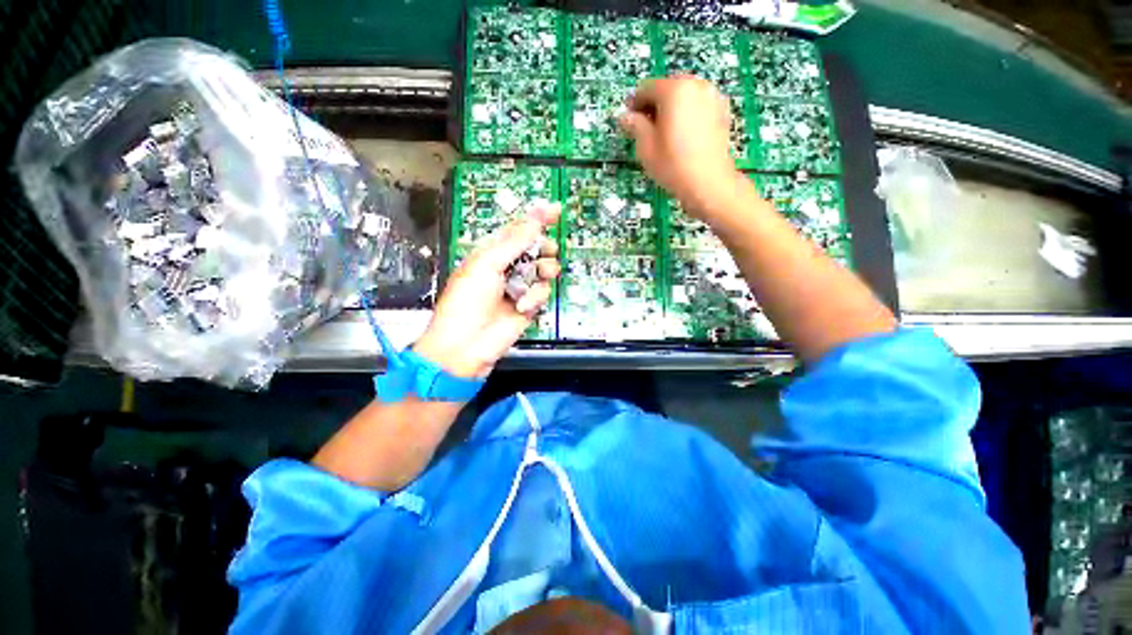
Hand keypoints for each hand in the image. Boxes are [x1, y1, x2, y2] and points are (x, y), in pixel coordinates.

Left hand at [414, 202, 561, 378]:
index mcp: (491, 253)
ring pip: (543, 269)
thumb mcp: (487, 264)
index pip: (517, 230)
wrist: (465, 345)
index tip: (555, 210)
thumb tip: (536, 219)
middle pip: (535, 248)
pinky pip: (542, 292)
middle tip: (546, 249)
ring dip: (543, 271)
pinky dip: (535, 297)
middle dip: (543, 247)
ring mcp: (519, 287)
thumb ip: (514, 242)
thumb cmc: (466, 302)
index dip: (536, 219)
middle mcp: (507, 267)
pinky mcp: (528, 306)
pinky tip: (522, 305)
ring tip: (538, 276)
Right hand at [619, 77, 746, 216]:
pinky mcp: (722, 110)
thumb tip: (625, 116)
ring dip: (671, 108)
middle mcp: (696, 85)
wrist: (708, 183)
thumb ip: (634, 126)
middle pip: (667, 88)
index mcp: (674, 90)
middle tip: (645, 128)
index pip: (647, 88)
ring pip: (684, 95)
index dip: (634, 104)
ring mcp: (712, 96)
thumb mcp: (646, 147)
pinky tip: (683, 135)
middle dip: (654, 105)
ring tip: (664, 133)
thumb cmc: (673, 165)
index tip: (628, 120)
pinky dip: (687, 114)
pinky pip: (698, 105)